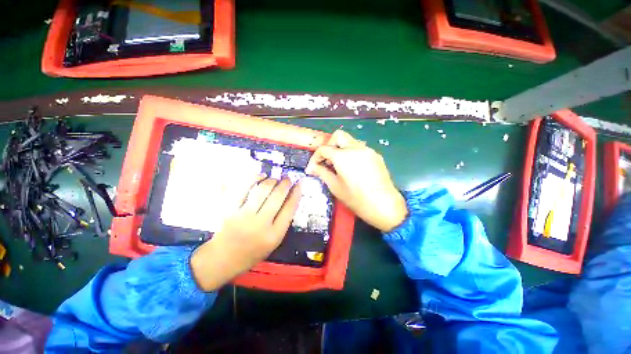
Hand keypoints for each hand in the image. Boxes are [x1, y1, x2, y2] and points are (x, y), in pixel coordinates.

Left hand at [190, 177, 301, 291]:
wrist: (222, 259)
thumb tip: (291, 198)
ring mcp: (244, 216)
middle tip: (288, 178)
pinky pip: (244, 189)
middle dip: (285, 184)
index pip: (289, 208)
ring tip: (275, 179)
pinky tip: (261, 176)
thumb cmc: (252, 253)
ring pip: (262, 191)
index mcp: (274, 235)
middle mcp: (260, 224)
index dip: (296, 193)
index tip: (299, 183)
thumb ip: (283, 222)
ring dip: (272, 181)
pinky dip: (254, 179)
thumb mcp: (274, 242)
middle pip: (277, 197)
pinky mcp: (230, 210)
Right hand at [306, 130, 407, 231]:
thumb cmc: (357, 199)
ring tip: (338, 165)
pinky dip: (351, 153)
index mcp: (344, 156)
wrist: (385, 206)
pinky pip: (359, 148)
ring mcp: (368, 150)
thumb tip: (312, 168)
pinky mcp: (376, 155)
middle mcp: (356, 148)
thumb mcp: (336, 187)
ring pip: (350, 141)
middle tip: (326, 160)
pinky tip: (351, 167)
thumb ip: (322, 173)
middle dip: (329, 146)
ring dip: (340, 149)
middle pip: (338, 136)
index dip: (315, 158)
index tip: (312, 168)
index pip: (324, 149)